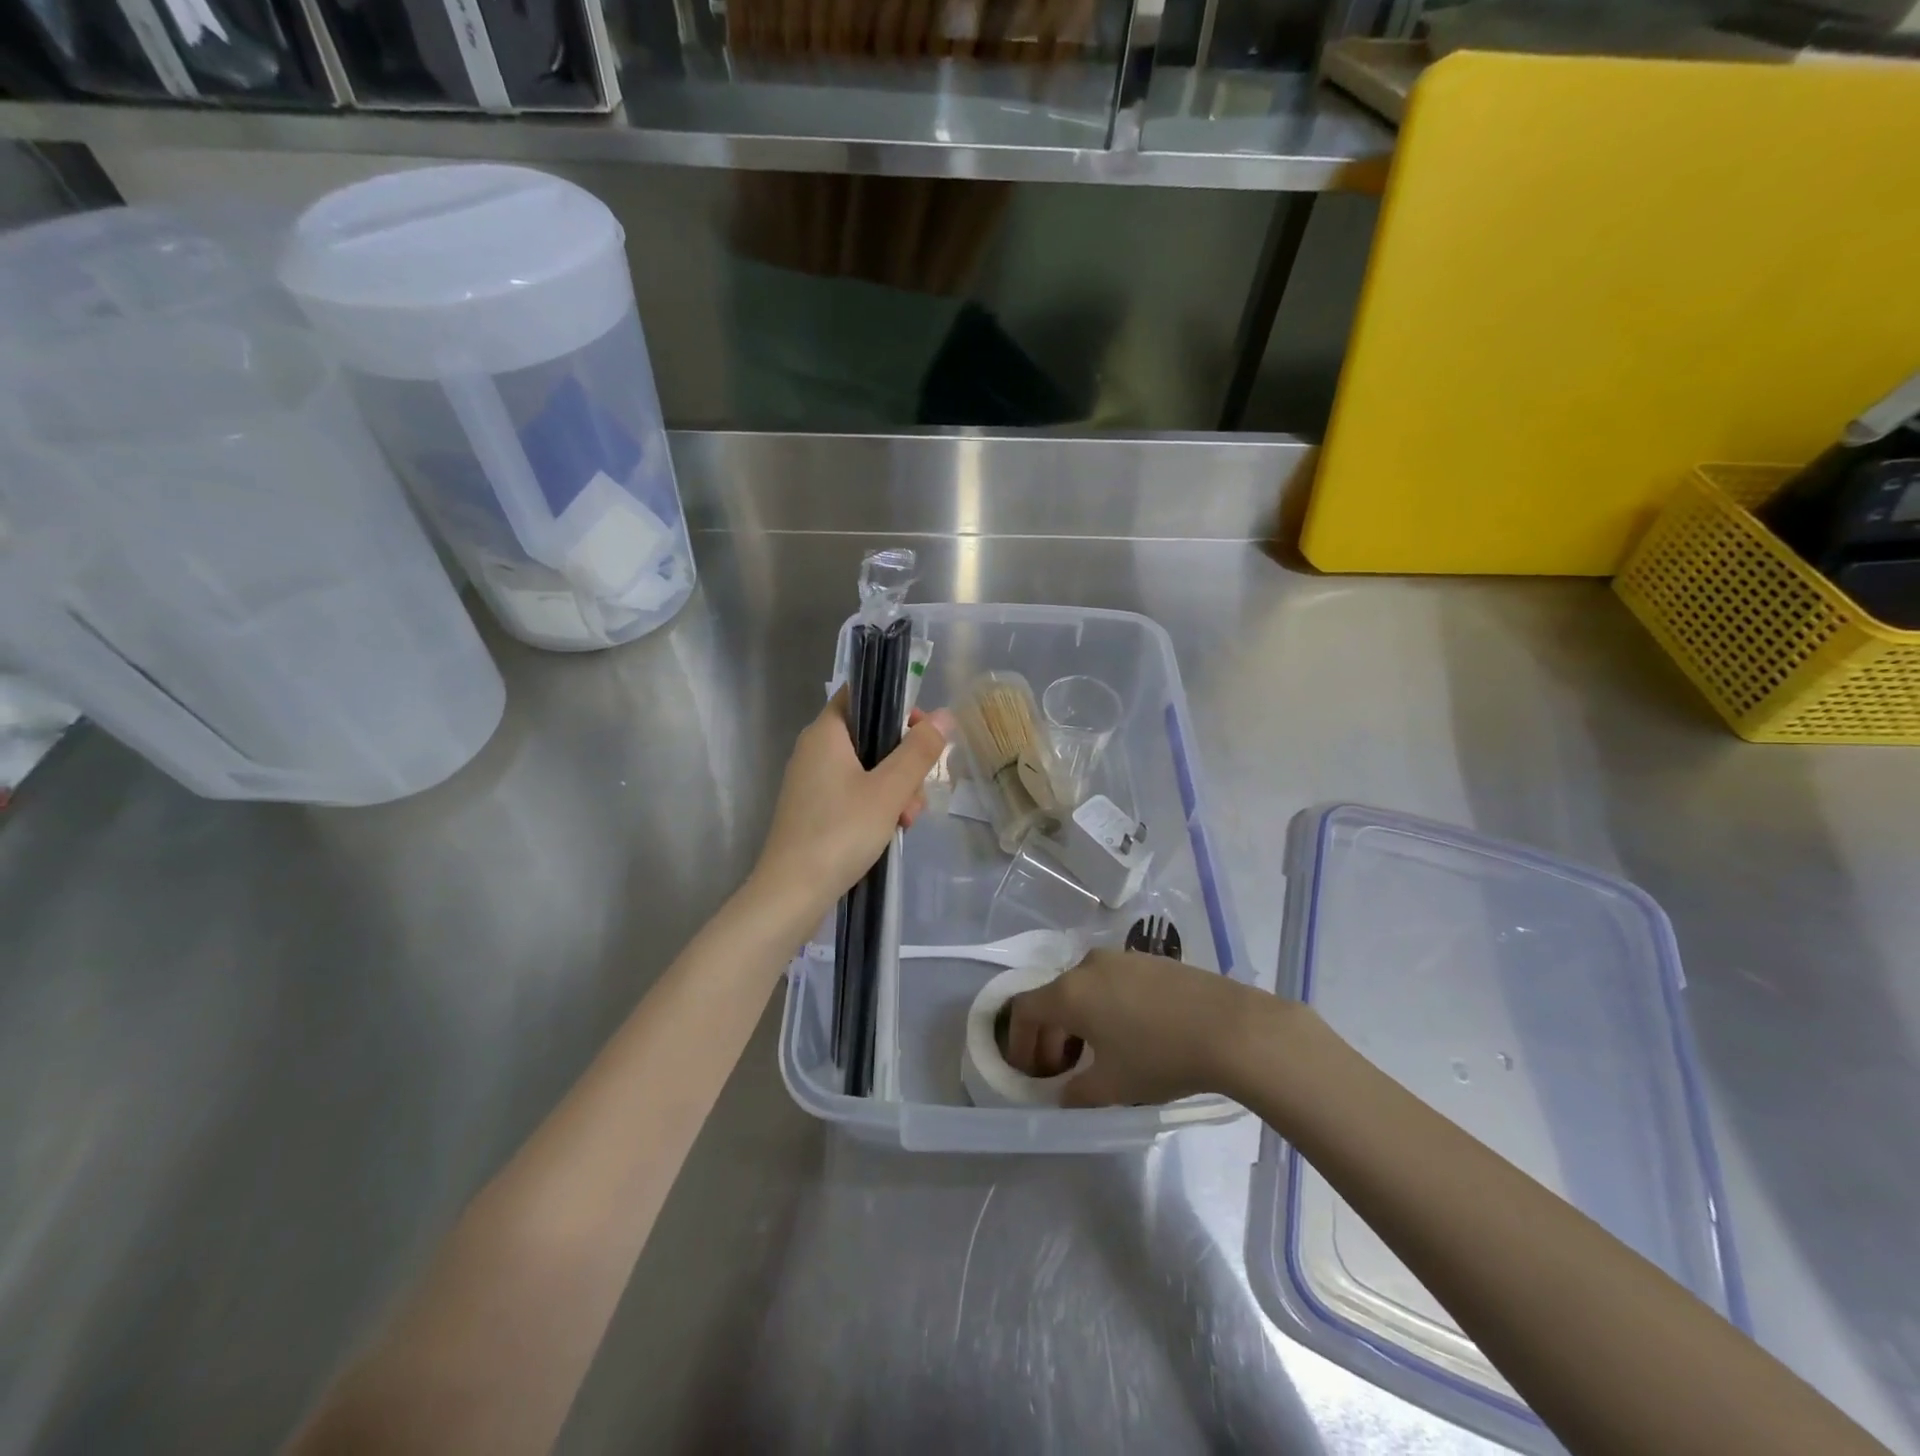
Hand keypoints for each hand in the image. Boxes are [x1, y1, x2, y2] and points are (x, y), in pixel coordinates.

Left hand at [749, 688, 952, 923]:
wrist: (792, 893)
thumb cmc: (840, 832)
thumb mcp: (889, 790)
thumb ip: (918, 751)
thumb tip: (945, 716)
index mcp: (826, 733)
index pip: (860, 695)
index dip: (895, 705)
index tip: (922, 731)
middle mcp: (815, 750)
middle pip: (871, 737)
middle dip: (903, 762)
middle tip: (917, 792)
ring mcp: (813, 782)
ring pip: (868, 769)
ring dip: (895, 790)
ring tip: (905, 821)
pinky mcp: (815, 810)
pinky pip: (854, 793)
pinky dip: (877, 806)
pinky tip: (891, 832)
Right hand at [1003, 949, 1274, 1106]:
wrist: (1229, 1027)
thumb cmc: (1160, 1057)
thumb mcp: (1113, 1087)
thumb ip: (1077, 1093)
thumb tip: (1064, 1094)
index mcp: (1069, 992)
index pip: (1023, 1010)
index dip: (1019, 1042)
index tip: (1029, 1073)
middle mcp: (1087, 966)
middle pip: (1053, 998)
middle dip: (1050, 1037)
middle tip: (1061, 1073)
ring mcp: (1120, 958)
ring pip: (1083, 989)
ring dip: (1078, 1022)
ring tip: (1096, 1056)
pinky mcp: (1148, 960)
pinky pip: (1110, 982)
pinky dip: (1104, 1007)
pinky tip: (1129, 1035)